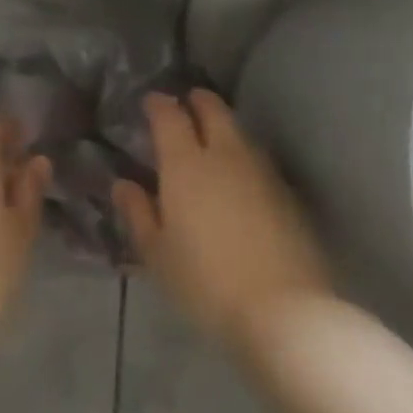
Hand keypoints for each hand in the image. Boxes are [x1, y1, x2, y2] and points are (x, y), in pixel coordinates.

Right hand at [114, 90, 329, 351]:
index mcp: (185, 164)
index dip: (159, 104)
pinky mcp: (288, 195)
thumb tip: (123, 184)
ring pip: (240, 133)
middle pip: (214, 111)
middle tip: (187, 102)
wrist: (284, 311)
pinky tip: (240, 176)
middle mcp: (225, 156)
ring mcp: (262, 173)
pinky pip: (259, 161)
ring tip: (212, 137)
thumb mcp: (157, 253)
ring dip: (224, 126)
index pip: (170, 117)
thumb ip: (138, 213)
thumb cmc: (205, 282)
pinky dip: (244, 156)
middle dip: (198, 101)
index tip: (151, 101)